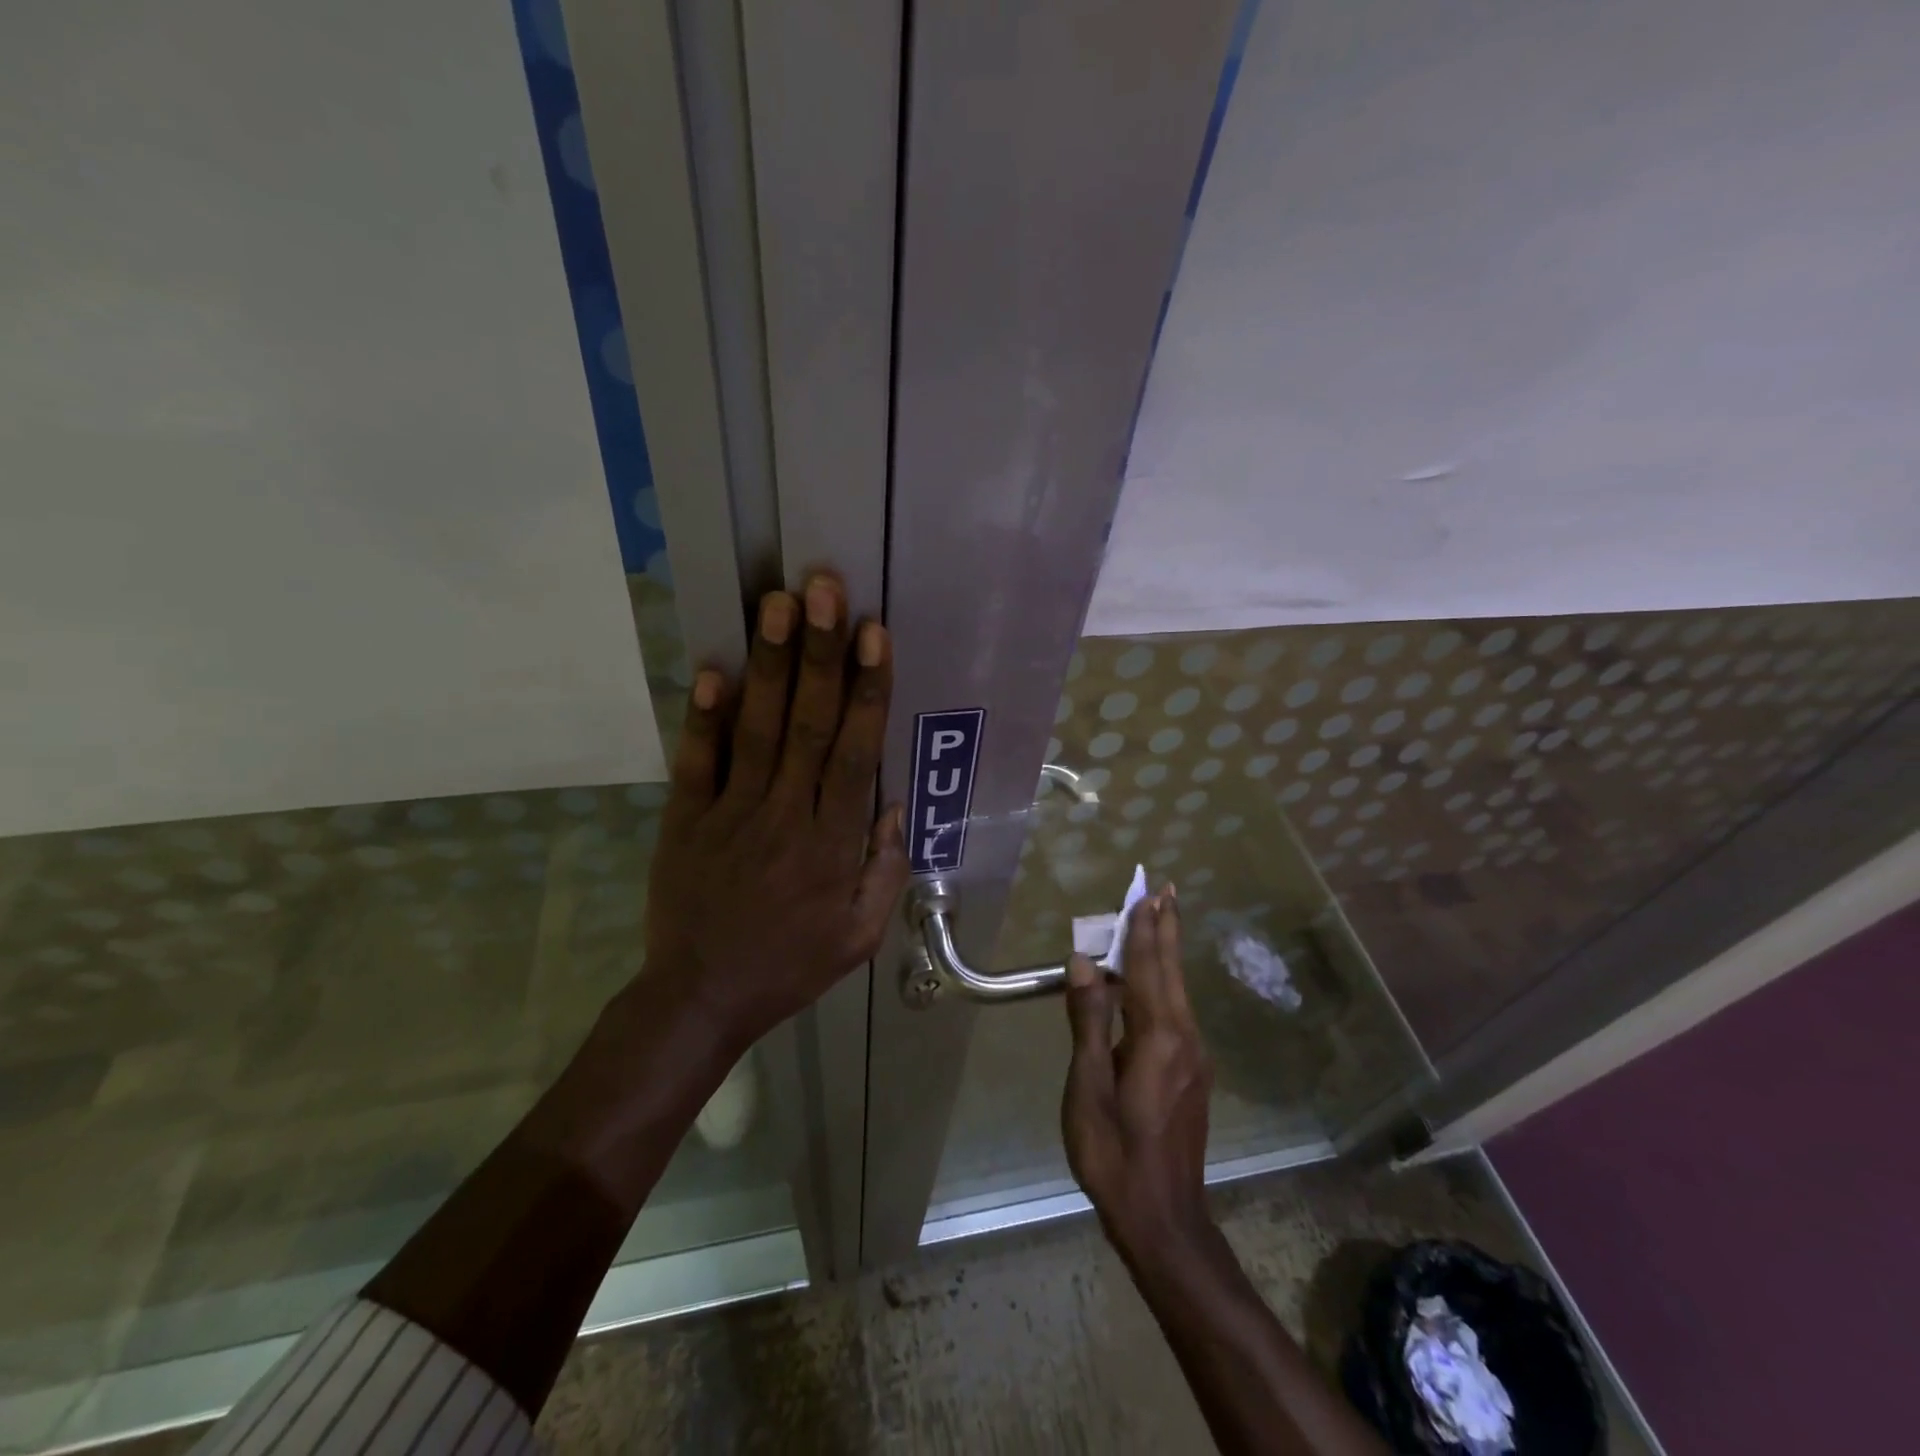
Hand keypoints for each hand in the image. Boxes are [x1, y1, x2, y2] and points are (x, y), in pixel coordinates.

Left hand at [644, 575, 908, 1047]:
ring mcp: (730, 814)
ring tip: (779, 605)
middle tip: (826, 590)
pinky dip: (702, 716)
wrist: (701, 997)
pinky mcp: (685, 820)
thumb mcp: (860, 935)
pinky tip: (711, 669)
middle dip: (820, 653)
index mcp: (832, 844)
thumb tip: (890, 803)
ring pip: (757, 729)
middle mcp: (785, 816)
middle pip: (807, 725)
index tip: (874, 635)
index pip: (854, 753)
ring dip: (770, 665)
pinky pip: (696, 762)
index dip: (866, 690)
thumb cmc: (791, 965)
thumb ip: (884, 868)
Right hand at [1062, 888, 1216, 1260]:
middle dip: (1167, 929)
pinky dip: (1165, 983)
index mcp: (1158, 1037)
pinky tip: (1153, 983)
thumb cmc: (1114, 1152)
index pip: (1149, 968)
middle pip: (1173, 972)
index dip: (1145, 928)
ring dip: (1166, 953)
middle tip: (1167, 890)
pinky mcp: (1193, 1075)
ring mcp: (1194, 1058)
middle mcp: (1185, 1038)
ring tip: (1160, 922)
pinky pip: (1177, 1013)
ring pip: (1178, 992)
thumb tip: (1085, 962)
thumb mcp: (1088, 1087)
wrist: (1163, 1219)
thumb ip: (1088, 1020)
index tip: (1148, 892)